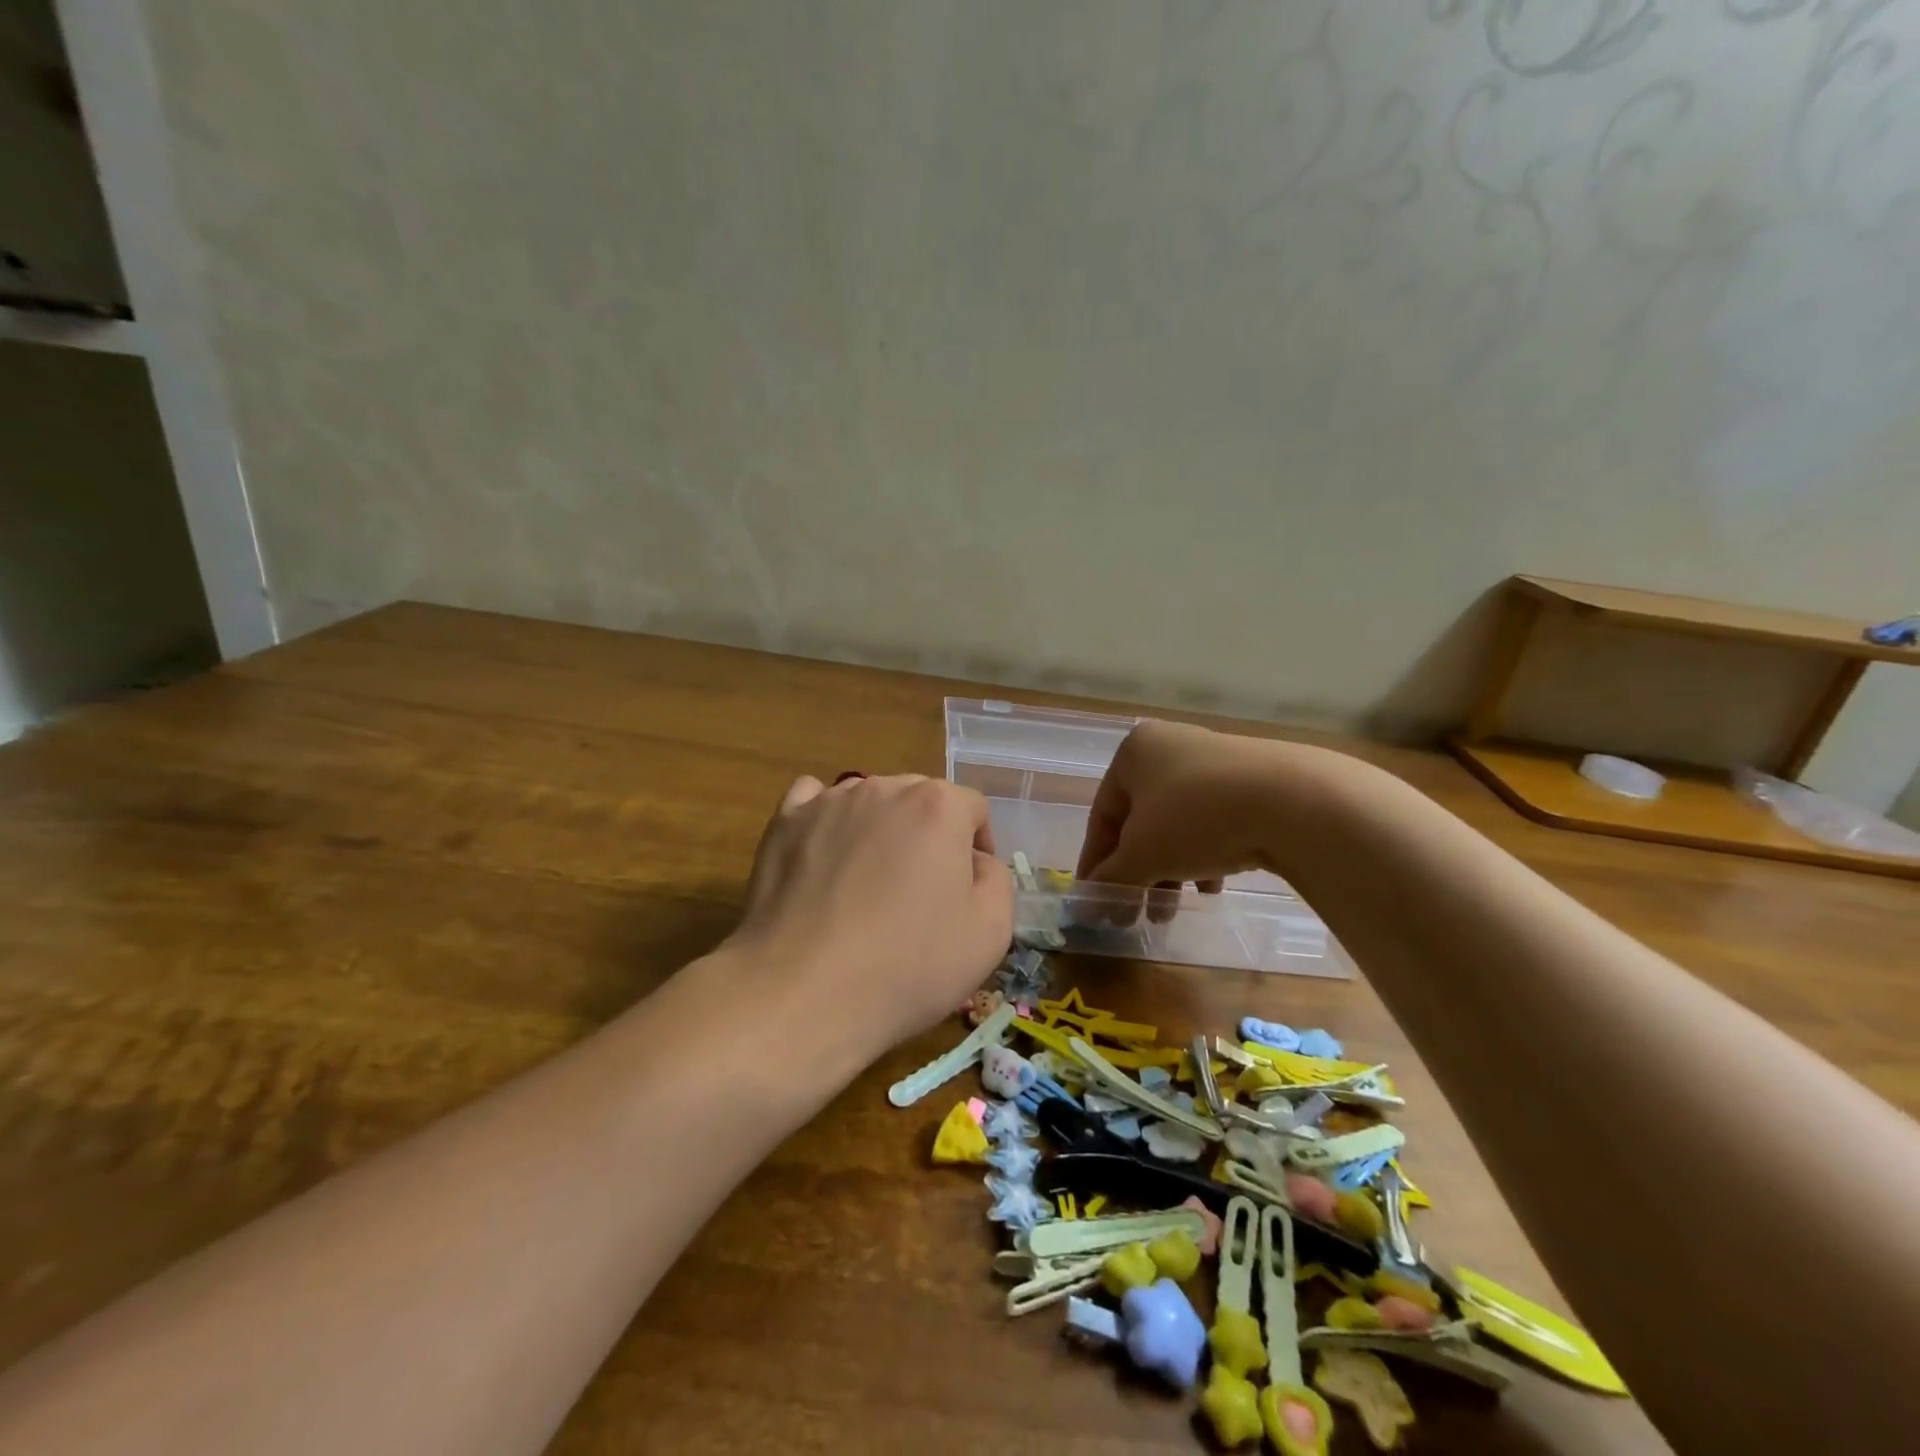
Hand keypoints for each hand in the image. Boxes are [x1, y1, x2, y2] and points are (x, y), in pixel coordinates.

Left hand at [725, 774, 1013, 1057]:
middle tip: (922, 890)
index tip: (968, 887)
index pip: (972, 807)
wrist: (802, 993)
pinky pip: (814, 801)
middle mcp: (884, 788)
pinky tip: (825, 856)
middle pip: (920, 798)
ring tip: (869, 883)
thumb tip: (973, 861)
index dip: (978, 845)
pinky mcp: (785, 822)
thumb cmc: (907, 965)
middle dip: (930, 835)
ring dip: (880, 829)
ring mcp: (828, 801)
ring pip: (870, 801)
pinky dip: (827, 820)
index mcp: (939, 806)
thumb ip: (996, 879)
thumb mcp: (991, 933)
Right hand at [1075, 720, 1300, 922]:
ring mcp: (1214, 760)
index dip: (1095, 863)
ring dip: (1170, 871)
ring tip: (1172, 911)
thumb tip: (1086, 904)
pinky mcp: (1252, 780)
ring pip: (1178, 825)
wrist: (1294, 801)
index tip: (1094, 900)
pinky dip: (1205, 856)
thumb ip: (1110, 878)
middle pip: (1141, 822)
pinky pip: (1213, 821)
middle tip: (1134, 915)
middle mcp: (1170, 748)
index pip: (1103, 815)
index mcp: (1134, 753)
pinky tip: (1212, 886)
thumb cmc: (1196, 819)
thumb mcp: (1143, 855)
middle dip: (1137, 873)